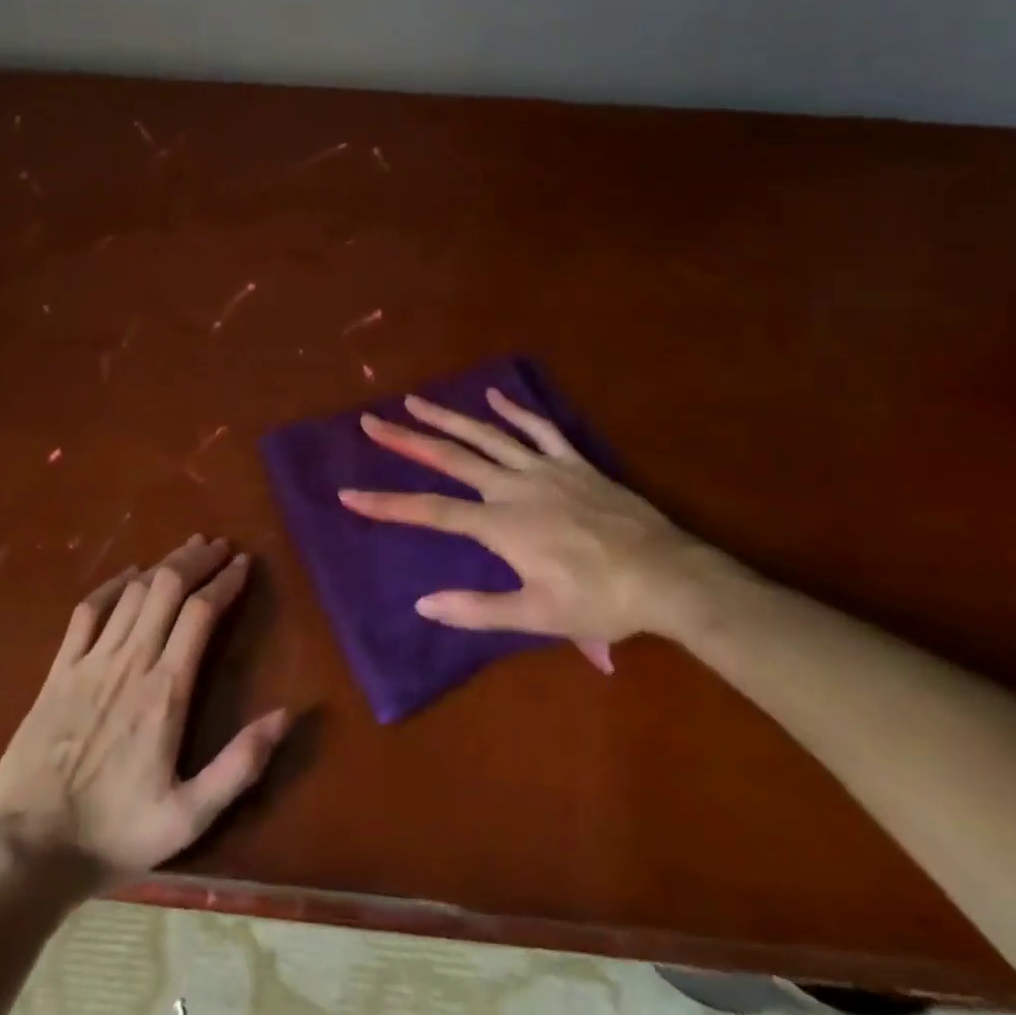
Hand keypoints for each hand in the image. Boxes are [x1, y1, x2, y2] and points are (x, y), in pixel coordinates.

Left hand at [0, 535, 287, 887]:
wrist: (28, 848)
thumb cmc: (114, 833)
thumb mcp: (189, 817)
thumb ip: (240, 765)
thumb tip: (286, 714)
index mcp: (166, 690)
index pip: (202, 613)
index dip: (225, 581)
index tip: (243, 563)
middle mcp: (131, 661)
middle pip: (168, 588)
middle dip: (197, 560)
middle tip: (218, 546)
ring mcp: (91, 660)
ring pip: (134, 591)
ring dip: (163, 564)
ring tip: (186, 550)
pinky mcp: (60, 669)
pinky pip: (88, 610)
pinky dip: (113, 584)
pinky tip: (130, 574)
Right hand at [339, 387, 712, 658]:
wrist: (666, 576)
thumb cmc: (599, 601)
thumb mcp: (538, 617)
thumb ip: (478, 610)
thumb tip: (423, 605)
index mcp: (500, 525)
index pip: (431, 511)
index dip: (387, 504)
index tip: (349, 494)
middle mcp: (513, 488)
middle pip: (451, 458)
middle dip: (407, 440)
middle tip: (371, 422)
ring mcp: (544, 469)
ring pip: (487, 436)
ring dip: (448, 418)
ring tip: (415, 401)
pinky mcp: (573, 462)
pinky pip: (539, 429)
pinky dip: (515, 411)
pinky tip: (493, 397)